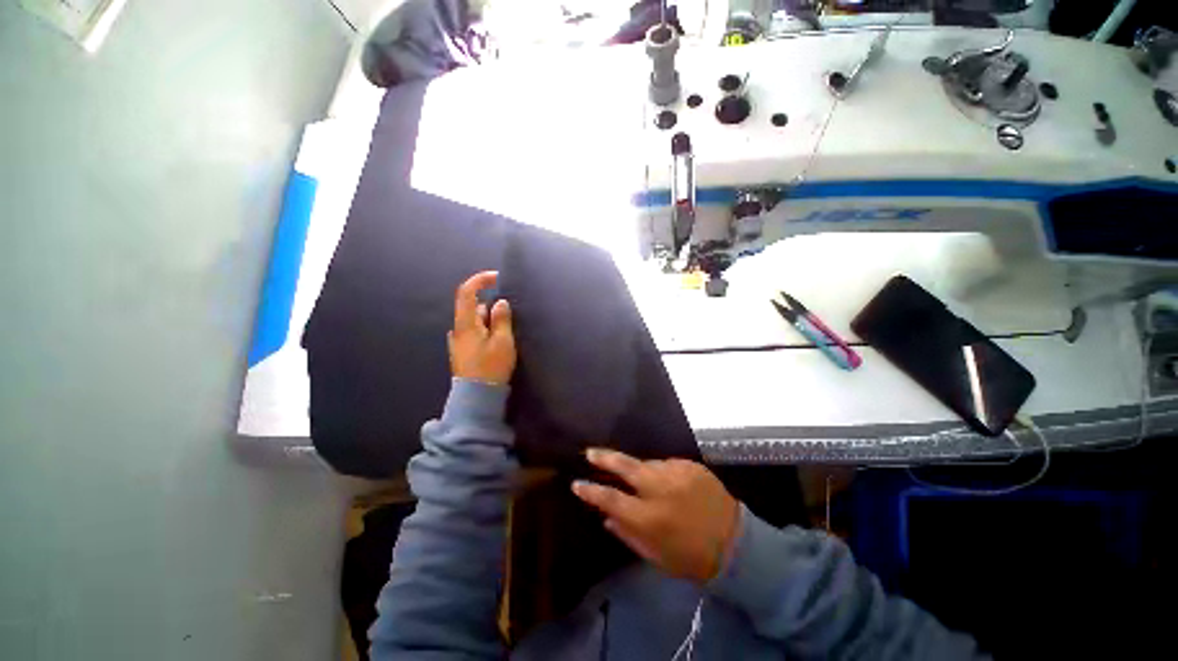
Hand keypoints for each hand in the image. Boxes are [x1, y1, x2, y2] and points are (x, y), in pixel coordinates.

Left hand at [449, 271, 515, 385]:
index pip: (466, 292)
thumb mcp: (502, 341)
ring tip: (507, 333)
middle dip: (492, 306)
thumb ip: (501, 319)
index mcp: (465, 324)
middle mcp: (458, 329)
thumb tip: (500, 303)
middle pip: (473, 307)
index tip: (497, 278)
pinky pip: (475, 332)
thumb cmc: (491, 367)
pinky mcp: (463, 351)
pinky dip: (486, 330)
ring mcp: (459, 341)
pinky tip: (497, 342)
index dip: (480, 280)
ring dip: (490, 320)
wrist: (476, 397)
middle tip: (510, 316)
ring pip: (475, 321)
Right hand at [572, 448, 739, 582]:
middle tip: (590, 452)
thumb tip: (606, 517)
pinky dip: (663, 472)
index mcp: (650, 517)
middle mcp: (660, 489)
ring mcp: (677, 473)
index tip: (576, 484)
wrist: (735, 544)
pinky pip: (667, 464)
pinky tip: (670, 484)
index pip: (611, 499)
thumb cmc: (691, 557)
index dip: (591, 491)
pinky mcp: (691, 465)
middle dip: (605, 457)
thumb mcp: (655, 556)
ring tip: (644, 482)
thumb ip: (628, 534)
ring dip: (640, 470)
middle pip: (626, 466)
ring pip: (647, 463)